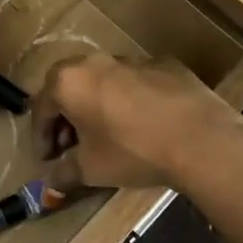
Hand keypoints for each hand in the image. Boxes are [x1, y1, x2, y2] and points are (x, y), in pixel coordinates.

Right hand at [32, 54, 242, 191]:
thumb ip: (64, 173)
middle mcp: (95, 62)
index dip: (41, 138)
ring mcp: (133, 59)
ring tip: (105, 135)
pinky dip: (128, 100)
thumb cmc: (132, 151)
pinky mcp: (166, 65)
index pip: (41, 108)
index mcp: (69, 81)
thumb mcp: (91, 169)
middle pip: (69, 87)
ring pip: (102, 82)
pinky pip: (135, 83)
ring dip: (95, 105)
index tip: (47, 160)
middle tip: (71, 145)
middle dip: (65, 117)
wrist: (201, 139)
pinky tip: (141, 125)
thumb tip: (51, 183)